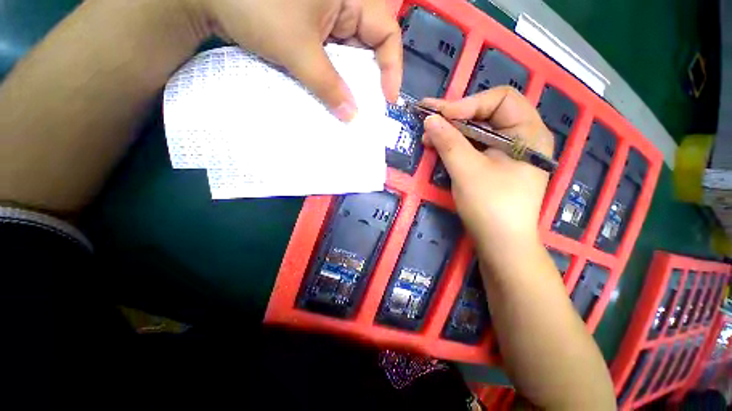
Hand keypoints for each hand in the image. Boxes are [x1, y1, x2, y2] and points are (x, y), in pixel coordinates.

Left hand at [184, 0, 401, 120]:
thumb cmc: (256, 6)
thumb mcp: (297, 48)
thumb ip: (327, 85)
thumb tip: (351, 116)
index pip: (386, 32)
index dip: (391, 68)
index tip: (387, 99)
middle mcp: (343, 6)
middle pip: (369, 48)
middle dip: (369, 81)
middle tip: (369, 111)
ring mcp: (327, 20)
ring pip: (350, 57)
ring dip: (350, 84)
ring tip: (351, 110)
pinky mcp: (313, 32)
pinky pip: (332, 59)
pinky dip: (334, 80)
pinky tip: (333, 98)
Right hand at [421, 87, 553, 264]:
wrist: (501, 243)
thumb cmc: (491, 206)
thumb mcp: (467, 170)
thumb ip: (448, 141)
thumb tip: (430, 119)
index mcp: (528, 132)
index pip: (500, 99)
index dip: (468, 103)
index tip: (441, 115)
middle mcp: (521, 137)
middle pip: (487, 114)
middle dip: (456, 116)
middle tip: (428, 121)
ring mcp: (507, 152)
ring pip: (478, 131)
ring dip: (452, 131)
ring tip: (428, 136)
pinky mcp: (494, 165)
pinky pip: (474, 147)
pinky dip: (455, 145)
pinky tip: (438, 147)